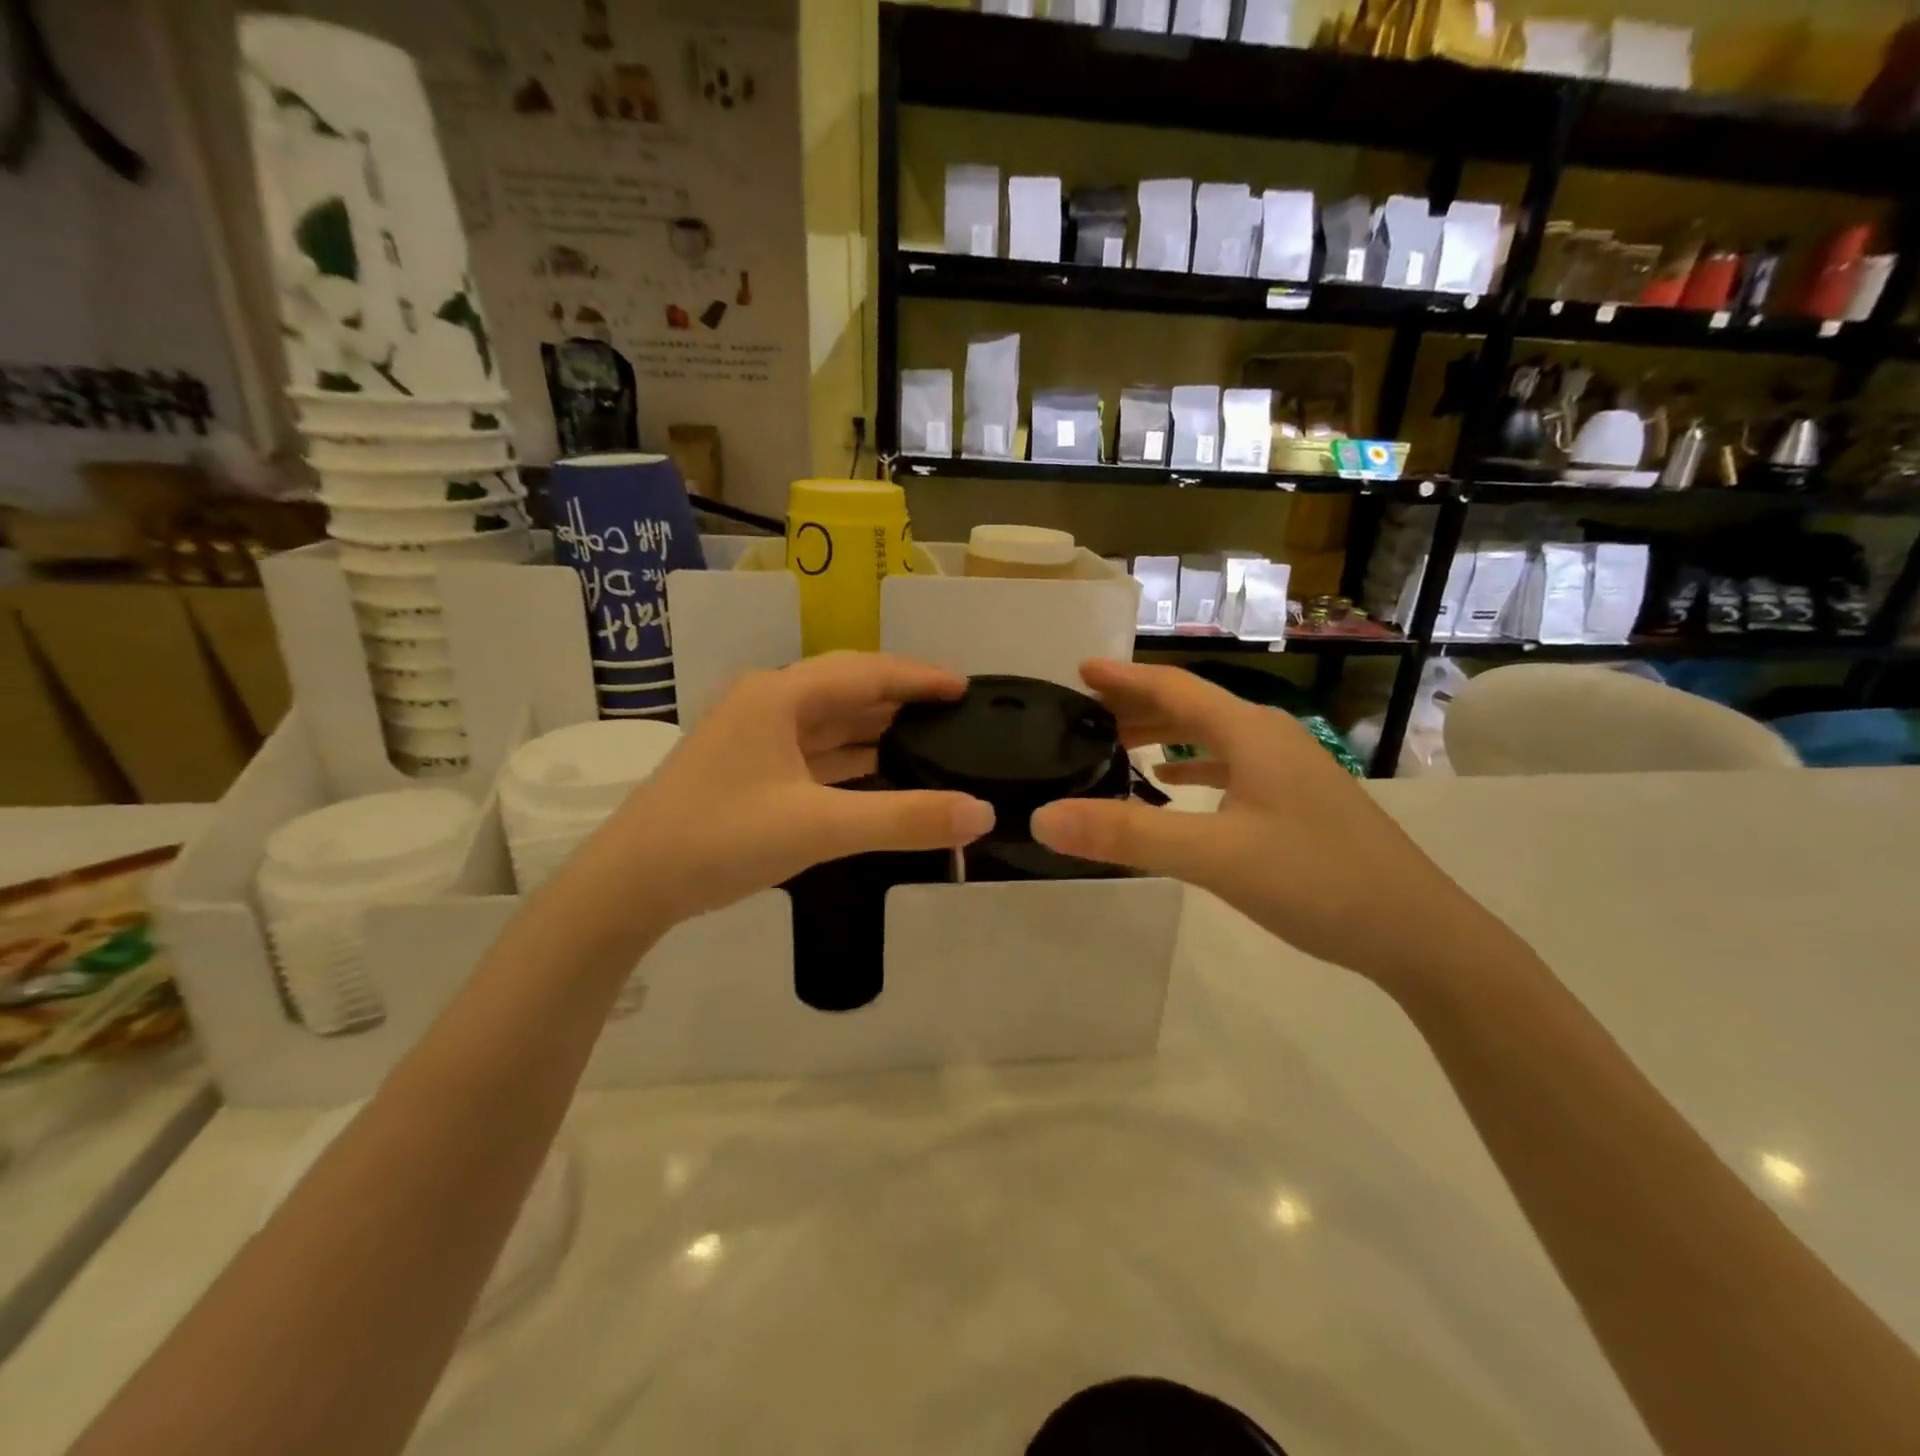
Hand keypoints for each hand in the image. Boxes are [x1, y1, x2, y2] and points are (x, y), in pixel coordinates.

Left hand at [594, 653, 996, 925]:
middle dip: (900, 699)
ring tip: (929, 738)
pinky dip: (849, 757)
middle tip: (954, 713)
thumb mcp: (819, 827)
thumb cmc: (722, 838)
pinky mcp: (748, 768)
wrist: (630, 883)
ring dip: (875, 728)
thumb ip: (904, 819)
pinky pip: (812, 751)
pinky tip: (878, 770)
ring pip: (828, 721)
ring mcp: (753, 736)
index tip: (965, 686)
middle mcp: (767, 703)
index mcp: (780, 695)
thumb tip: (981, 814)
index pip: (866, 671)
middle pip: (847, 689)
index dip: (918, 677)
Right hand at [1030, 660, 1500, 984]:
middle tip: (1087, 712)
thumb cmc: (1316, 880)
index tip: (1080, 669)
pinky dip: (1195, 767)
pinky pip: (1232, 766)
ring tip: (1119, 745)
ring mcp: (1289, 769)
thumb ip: (1127, 835)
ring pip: (1213, 737)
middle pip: (1193, 707)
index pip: (1175, 689)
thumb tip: (1043, 817)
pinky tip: (1176, 785)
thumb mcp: (1213, 857)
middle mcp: (1270, 738)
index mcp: (1250, 733)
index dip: (1125, 678)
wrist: (1418, 932)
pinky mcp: (1298, 801)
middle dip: (1138, 705)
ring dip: (1165, 735)